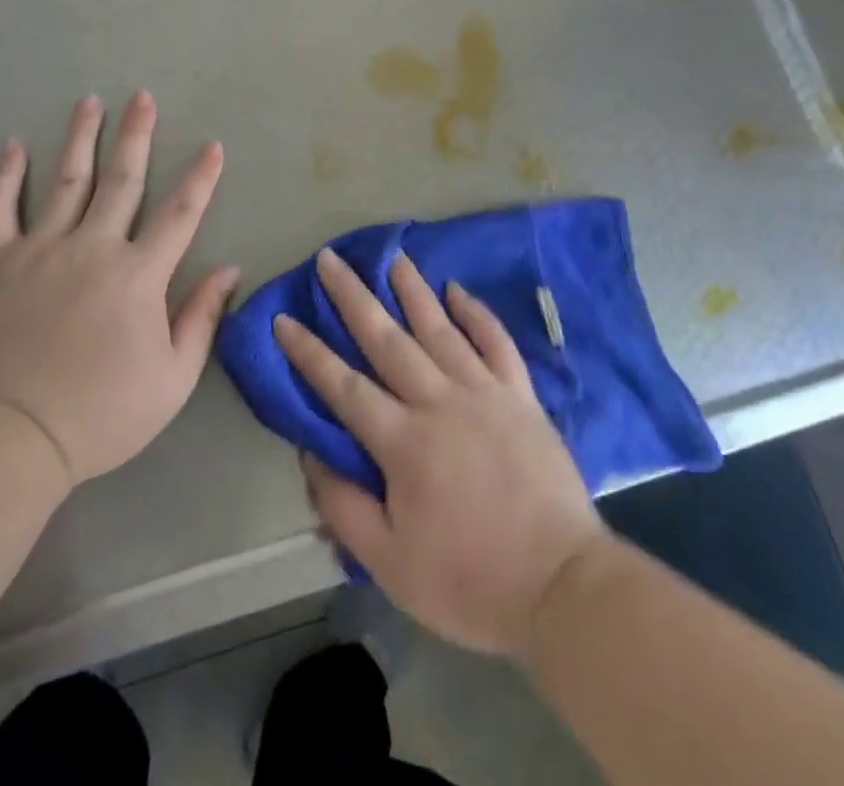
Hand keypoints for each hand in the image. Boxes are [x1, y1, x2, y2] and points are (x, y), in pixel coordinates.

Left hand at [0, 92, 238, 488]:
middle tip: (142, 97)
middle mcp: (92, 248)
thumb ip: (201, 318)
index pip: (180, 214)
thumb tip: (228, 270)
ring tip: (89, 102)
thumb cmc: (101, 413)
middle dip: (136, 135)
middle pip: (121, 180)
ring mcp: (40, 251)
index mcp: (138, 275)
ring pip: (66, 181)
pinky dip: (5, 176)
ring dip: (80, 138)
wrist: (9, 438)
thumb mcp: (172, 379)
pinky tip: (12, 145)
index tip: (212, 145)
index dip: (200, 177)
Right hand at [275, 250, 605, 658]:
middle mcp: (439, 401)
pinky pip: (496, 342)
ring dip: (412, 290)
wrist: (560, 586)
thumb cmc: (469, 581)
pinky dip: (476, 314)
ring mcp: (484, 392)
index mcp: (403, 442)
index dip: (309, 352)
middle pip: (386, 339)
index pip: (343, 386)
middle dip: (353, 297)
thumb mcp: (389, 565)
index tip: (284, 319)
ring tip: (392, 257)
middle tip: (331, 259)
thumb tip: (311, 454)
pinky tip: (458, 291)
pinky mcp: (521, 396)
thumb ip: (344, 506)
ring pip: (439, 328)